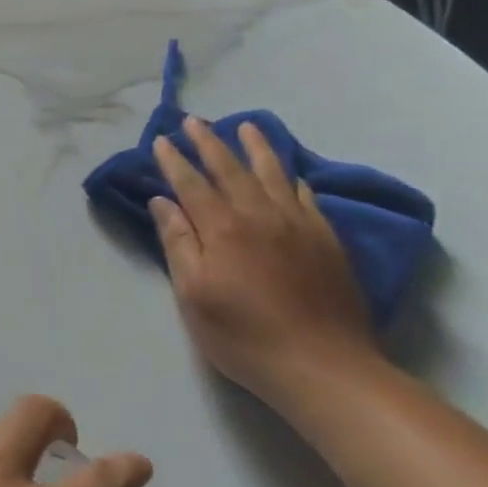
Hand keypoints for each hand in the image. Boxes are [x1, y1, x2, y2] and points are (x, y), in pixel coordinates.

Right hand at [150, 118, 377, 410]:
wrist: (322, 365)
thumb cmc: (243, 335)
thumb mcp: (193, 295)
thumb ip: (178, 243)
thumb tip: (162, 201)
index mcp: (222, 228)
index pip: (191, 184)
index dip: (174, 161)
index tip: (161, 139)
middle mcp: (260, 215)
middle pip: (230, 169)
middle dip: (209, 142)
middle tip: (195, 121)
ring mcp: (298, 225)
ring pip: (273, 173)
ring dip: (256, 147)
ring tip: (246, 126)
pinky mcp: (326, 240)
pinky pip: (306, 197)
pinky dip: (293, 179)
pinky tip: (290, 174)